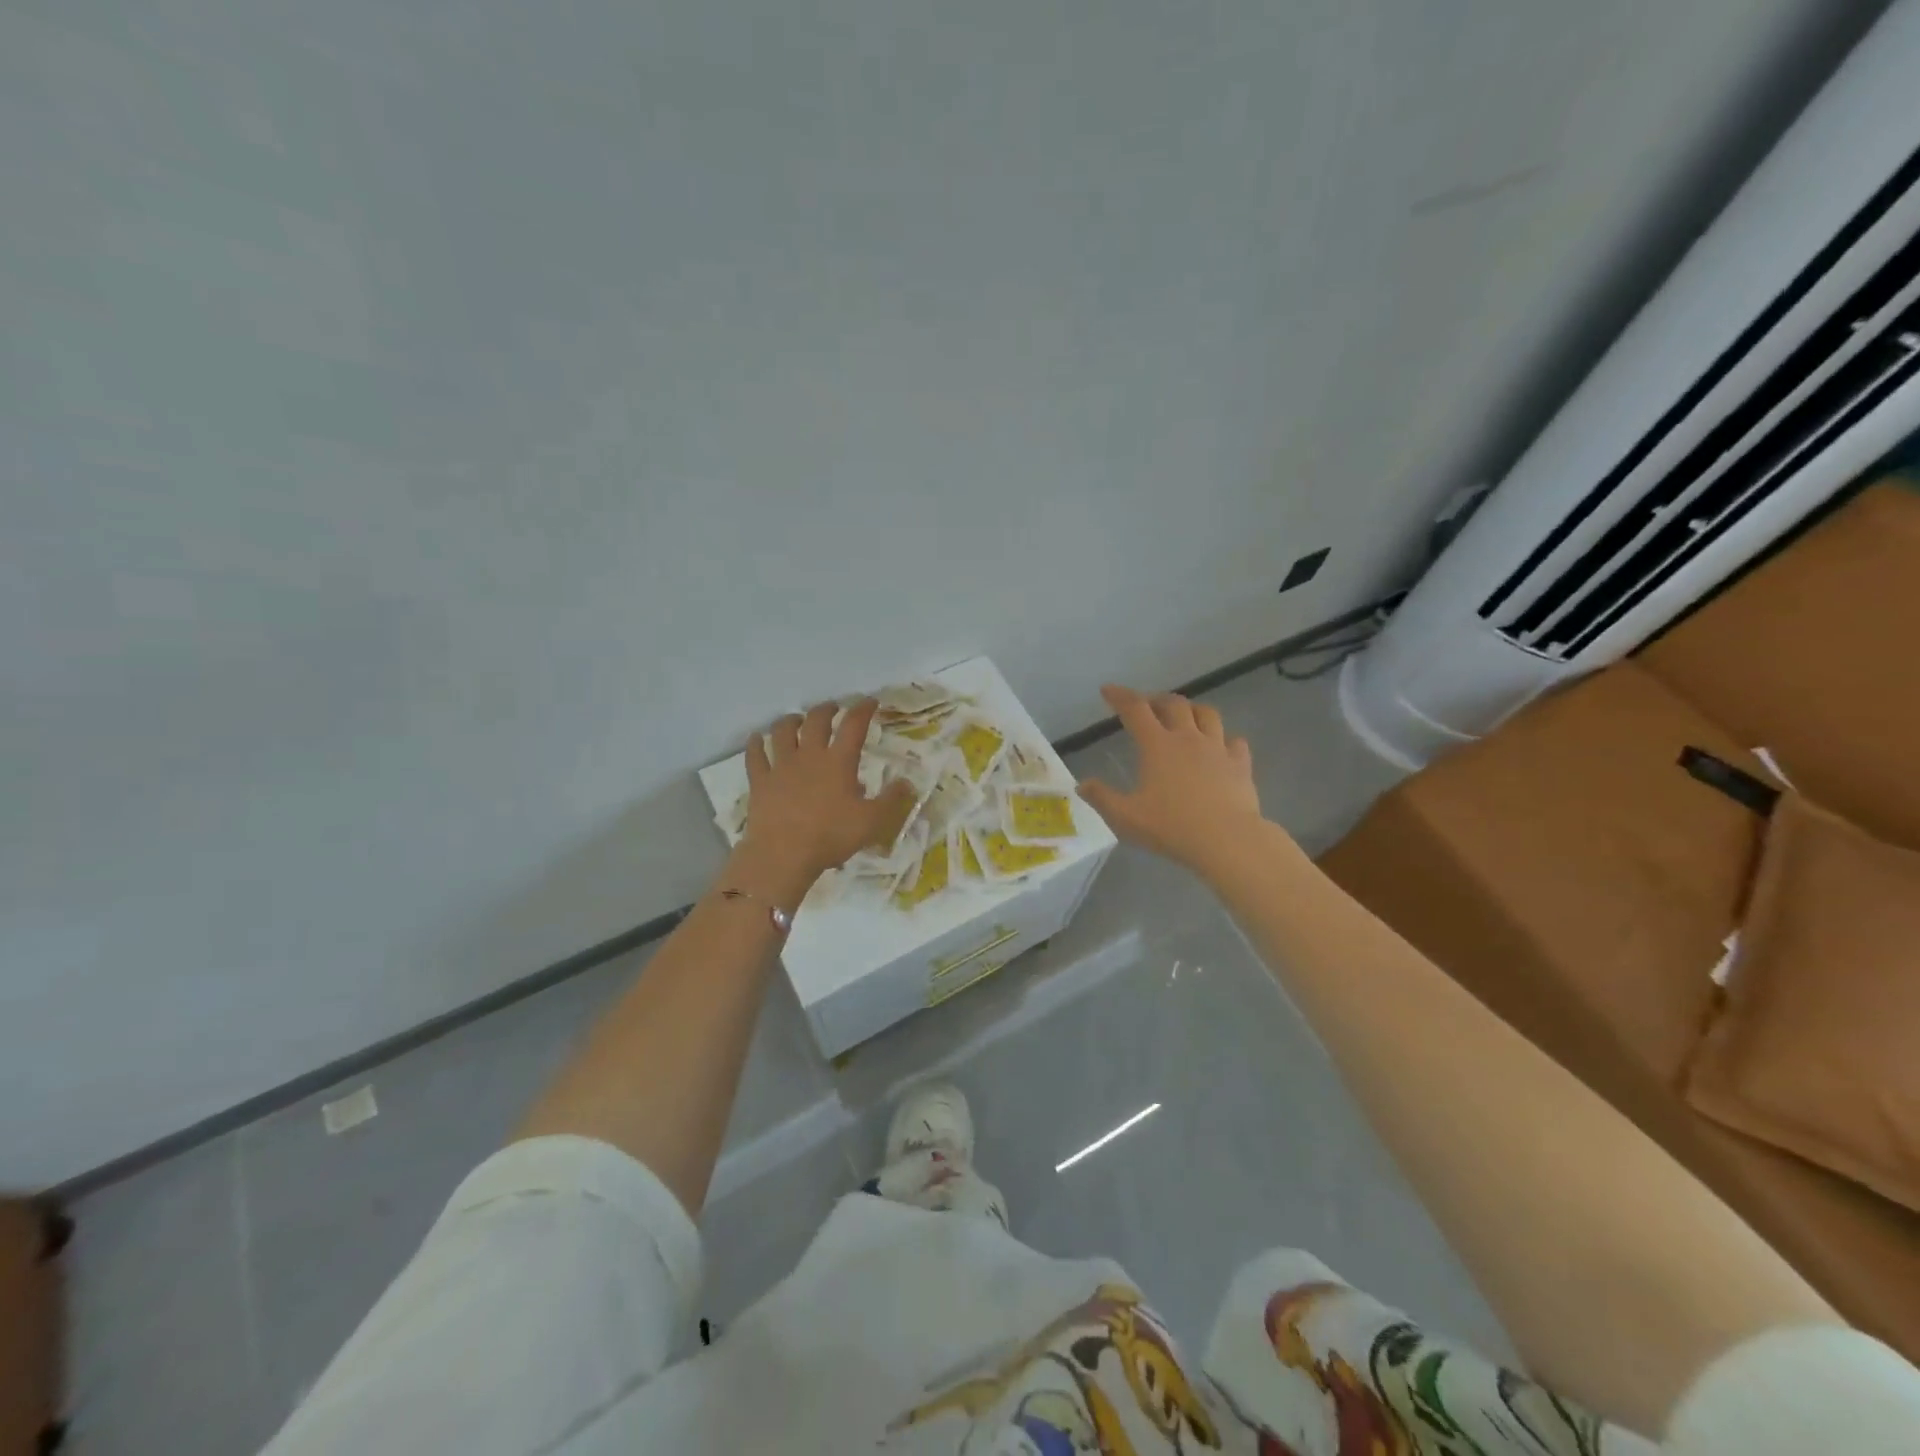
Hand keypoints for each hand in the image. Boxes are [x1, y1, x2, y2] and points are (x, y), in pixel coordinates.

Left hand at [741, 699, 915, 884]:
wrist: (783, 854)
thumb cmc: (830, 836)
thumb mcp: (872, 822)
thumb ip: (892, 800)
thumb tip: (907, 782)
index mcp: (838, 762)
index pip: (854, 725)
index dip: (863, 709)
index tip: (870, 702)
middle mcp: (809, 755)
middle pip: (816, 721)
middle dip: (827, 710)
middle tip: (833, 708)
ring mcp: (781, 766)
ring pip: (782, 731)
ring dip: (791, 720)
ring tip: (797, 719)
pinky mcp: (760, 781)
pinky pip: (755, 755)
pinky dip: (756, 743)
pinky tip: (757, 738)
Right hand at [1077, 684, 1268, 872]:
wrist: (1227, 840)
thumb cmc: (1172, 827)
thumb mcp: (1126, 817)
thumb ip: (1102, 798)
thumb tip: (1081, 785)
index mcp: (1157, 746)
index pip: (1135, 710)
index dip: (1120, 696)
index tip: (1108, 690)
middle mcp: (1188, 738)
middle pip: (1174, 704)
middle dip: (1157, 699)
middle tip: (1147, 705)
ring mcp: (1218, 749)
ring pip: (1207, 715)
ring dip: (1192, 710)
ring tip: (1185, 716)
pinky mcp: (1240, 765)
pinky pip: (1235, 742)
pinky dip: (1225, 739)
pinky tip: (1222, 747)